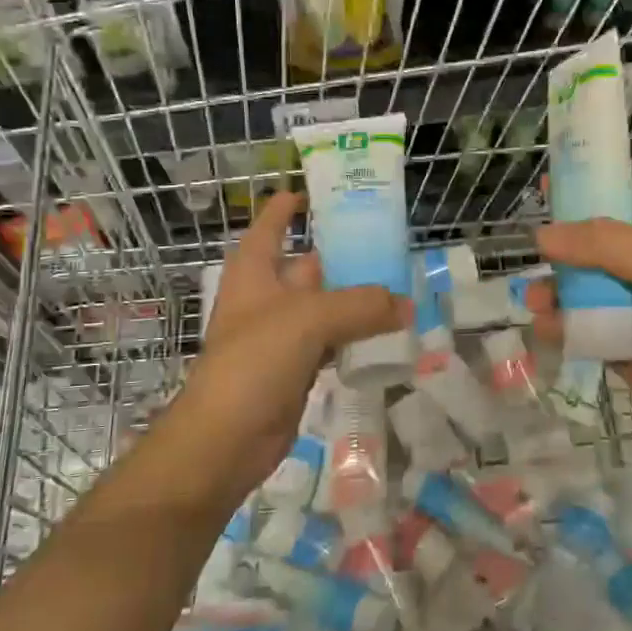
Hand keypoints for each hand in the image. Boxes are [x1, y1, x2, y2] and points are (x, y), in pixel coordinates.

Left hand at [160, 192, 406, 505]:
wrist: (225, 440)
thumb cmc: (254, 362)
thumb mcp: (308, 320)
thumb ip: (361, 306)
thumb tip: (407, 305)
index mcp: (255, 271)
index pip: (271, 225)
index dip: (288, 205)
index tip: (316, 190)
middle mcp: (267, 298)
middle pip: (308, 265)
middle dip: (342, 255)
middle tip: (388, 242)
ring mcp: (281, 335)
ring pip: (325, 306)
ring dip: (356, 299)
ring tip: (399, 284)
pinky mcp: (296, 369)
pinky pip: (332, 342)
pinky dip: (356, 336)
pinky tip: (386, 333)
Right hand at [526, 185, 631, 448]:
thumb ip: (603, 245)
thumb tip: (542, 237)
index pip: (618, 199)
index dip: (585, 188)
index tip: (546, 184)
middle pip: (586, 246)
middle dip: (557, 249)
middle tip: (535, 255)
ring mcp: (624, 308)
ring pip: (574, 290)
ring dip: (550, 291)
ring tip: (536, 303)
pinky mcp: (613, 345)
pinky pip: (575, 329)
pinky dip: (557, 327)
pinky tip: (548, 330)